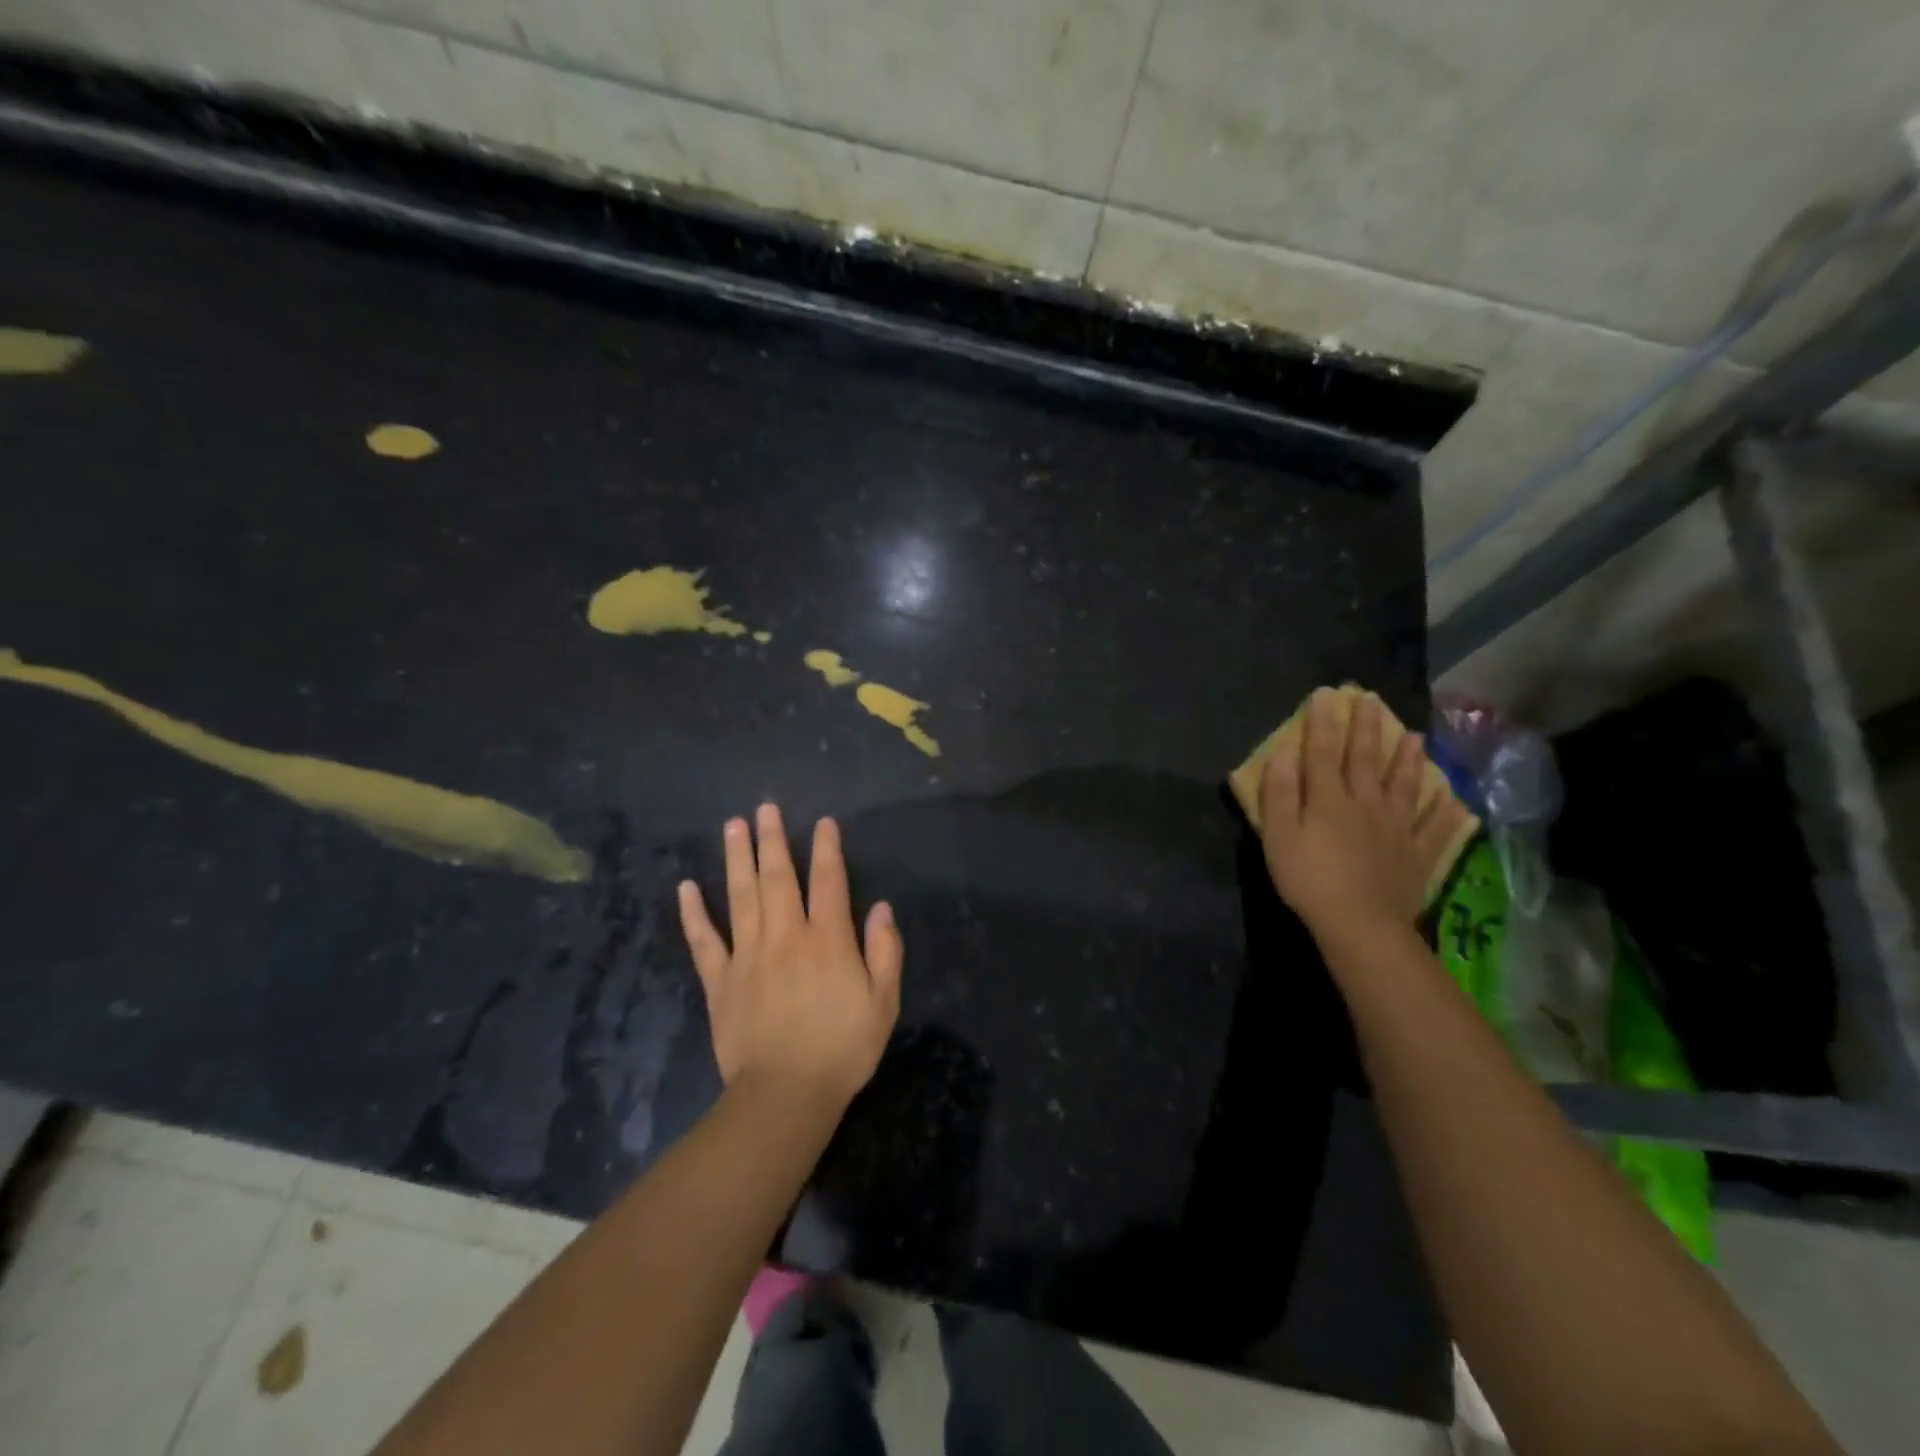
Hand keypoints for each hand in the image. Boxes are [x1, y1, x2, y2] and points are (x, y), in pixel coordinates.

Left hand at [677, 804, 902, 1110]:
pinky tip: (686, 887)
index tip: (823, 822)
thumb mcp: (883, 1003)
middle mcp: (785, 937)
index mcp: (827, 940)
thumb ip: (885, 951)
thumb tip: (881, 907)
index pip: (828, 882)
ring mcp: (747, 956)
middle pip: (777, 878)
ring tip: (732, 826)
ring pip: (740, 896)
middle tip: (765, 808)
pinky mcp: (720, 981)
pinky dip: (694, 913)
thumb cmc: (842, 1049)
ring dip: (736, 858)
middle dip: (772, 840)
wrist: (785, 1096)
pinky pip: (704, 940)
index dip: (827, 849)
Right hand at [1260, 688, 1461, 944]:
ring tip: (1416, 736)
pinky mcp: (1417, 855)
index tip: (1326, 694)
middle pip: (1366, 760)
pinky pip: (1436, 829)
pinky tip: (1456, 800)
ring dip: (1409, 760)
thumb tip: (1284, 752)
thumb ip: (1280, 793)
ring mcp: (1397, 829)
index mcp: (1329, 799)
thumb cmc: (1309, 879)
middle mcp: (1366, 804)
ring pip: (1404, 786)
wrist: (1360, 924)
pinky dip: (1446, 813)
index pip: (1324, 752)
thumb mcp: (1279, 835)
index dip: (1324, 722)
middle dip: (1367, 728)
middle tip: (1371, 699)